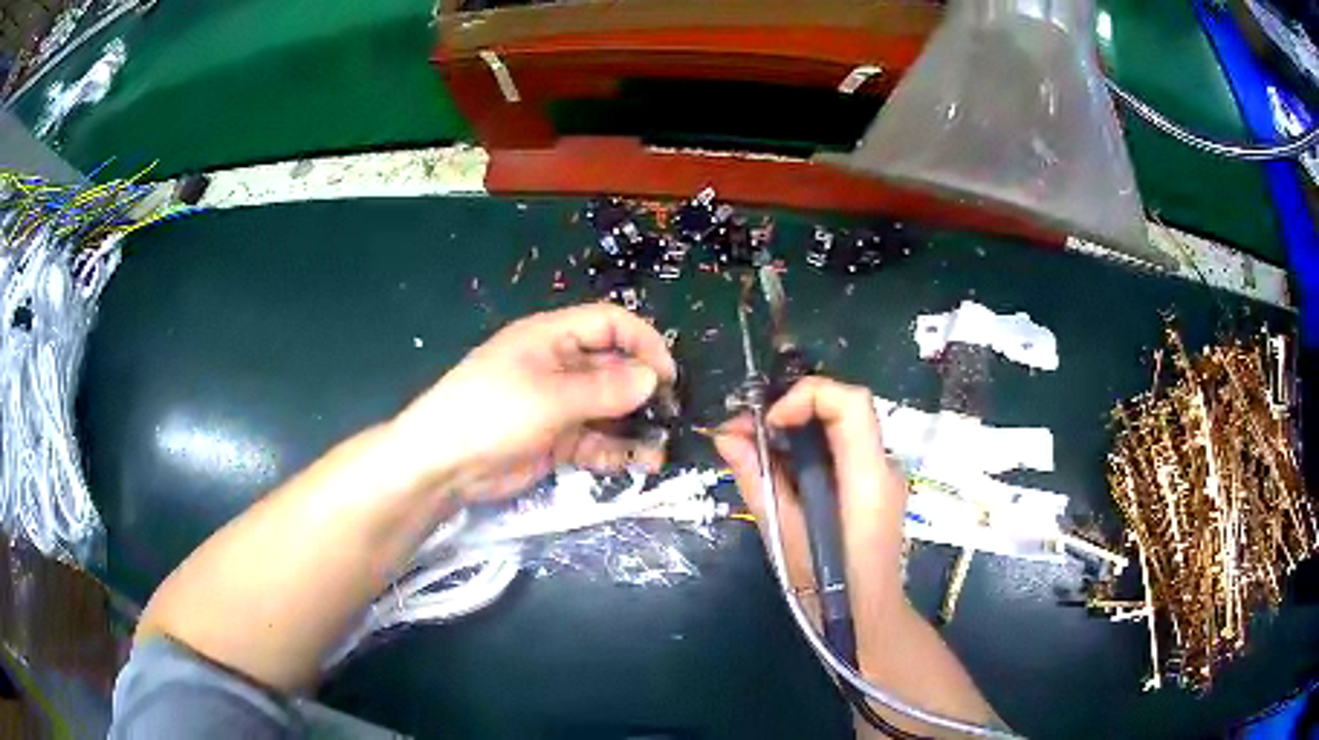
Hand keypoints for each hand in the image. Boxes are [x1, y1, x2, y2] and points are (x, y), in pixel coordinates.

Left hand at [389, 303, 677, 500]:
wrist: (444, 464)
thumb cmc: (492, 412)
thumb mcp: (550, 397)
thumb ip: (604, 389)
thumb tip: (653, 378)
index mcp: (552, 337)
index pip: (610, 324)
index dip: (643, 343)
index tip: (668, 376)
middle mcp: (560, 366)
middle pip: (614, 367)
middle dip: (644, 389)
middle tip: (672, 415)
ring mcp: (559, 405)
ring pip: (609, 409)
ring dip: (635, 426)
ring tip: (663, 448)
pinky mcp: (557, 440)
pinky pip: (596, 440)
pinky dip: (617, 451)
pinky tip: (639, 464)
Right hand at [713, 377, 909, 625]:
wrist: (868, 623)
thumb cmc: (828, 590)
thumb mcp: (785, 536)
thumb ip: (758, 480)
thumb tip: (725, 438)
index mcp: (868, 478)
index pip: (850, 403)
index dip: (806, 396)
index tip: (766, 422)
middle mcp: (883, 467)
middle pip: (842, 410)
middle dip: (790, 410)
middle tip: (742, 433)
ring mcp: (881, 476)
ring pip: (838, 429)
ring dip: (793, 431)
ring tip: (750, 452)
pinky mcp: (872, 488)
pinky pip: (839, 452)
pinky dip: (805, 452)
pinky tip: (777, 473)